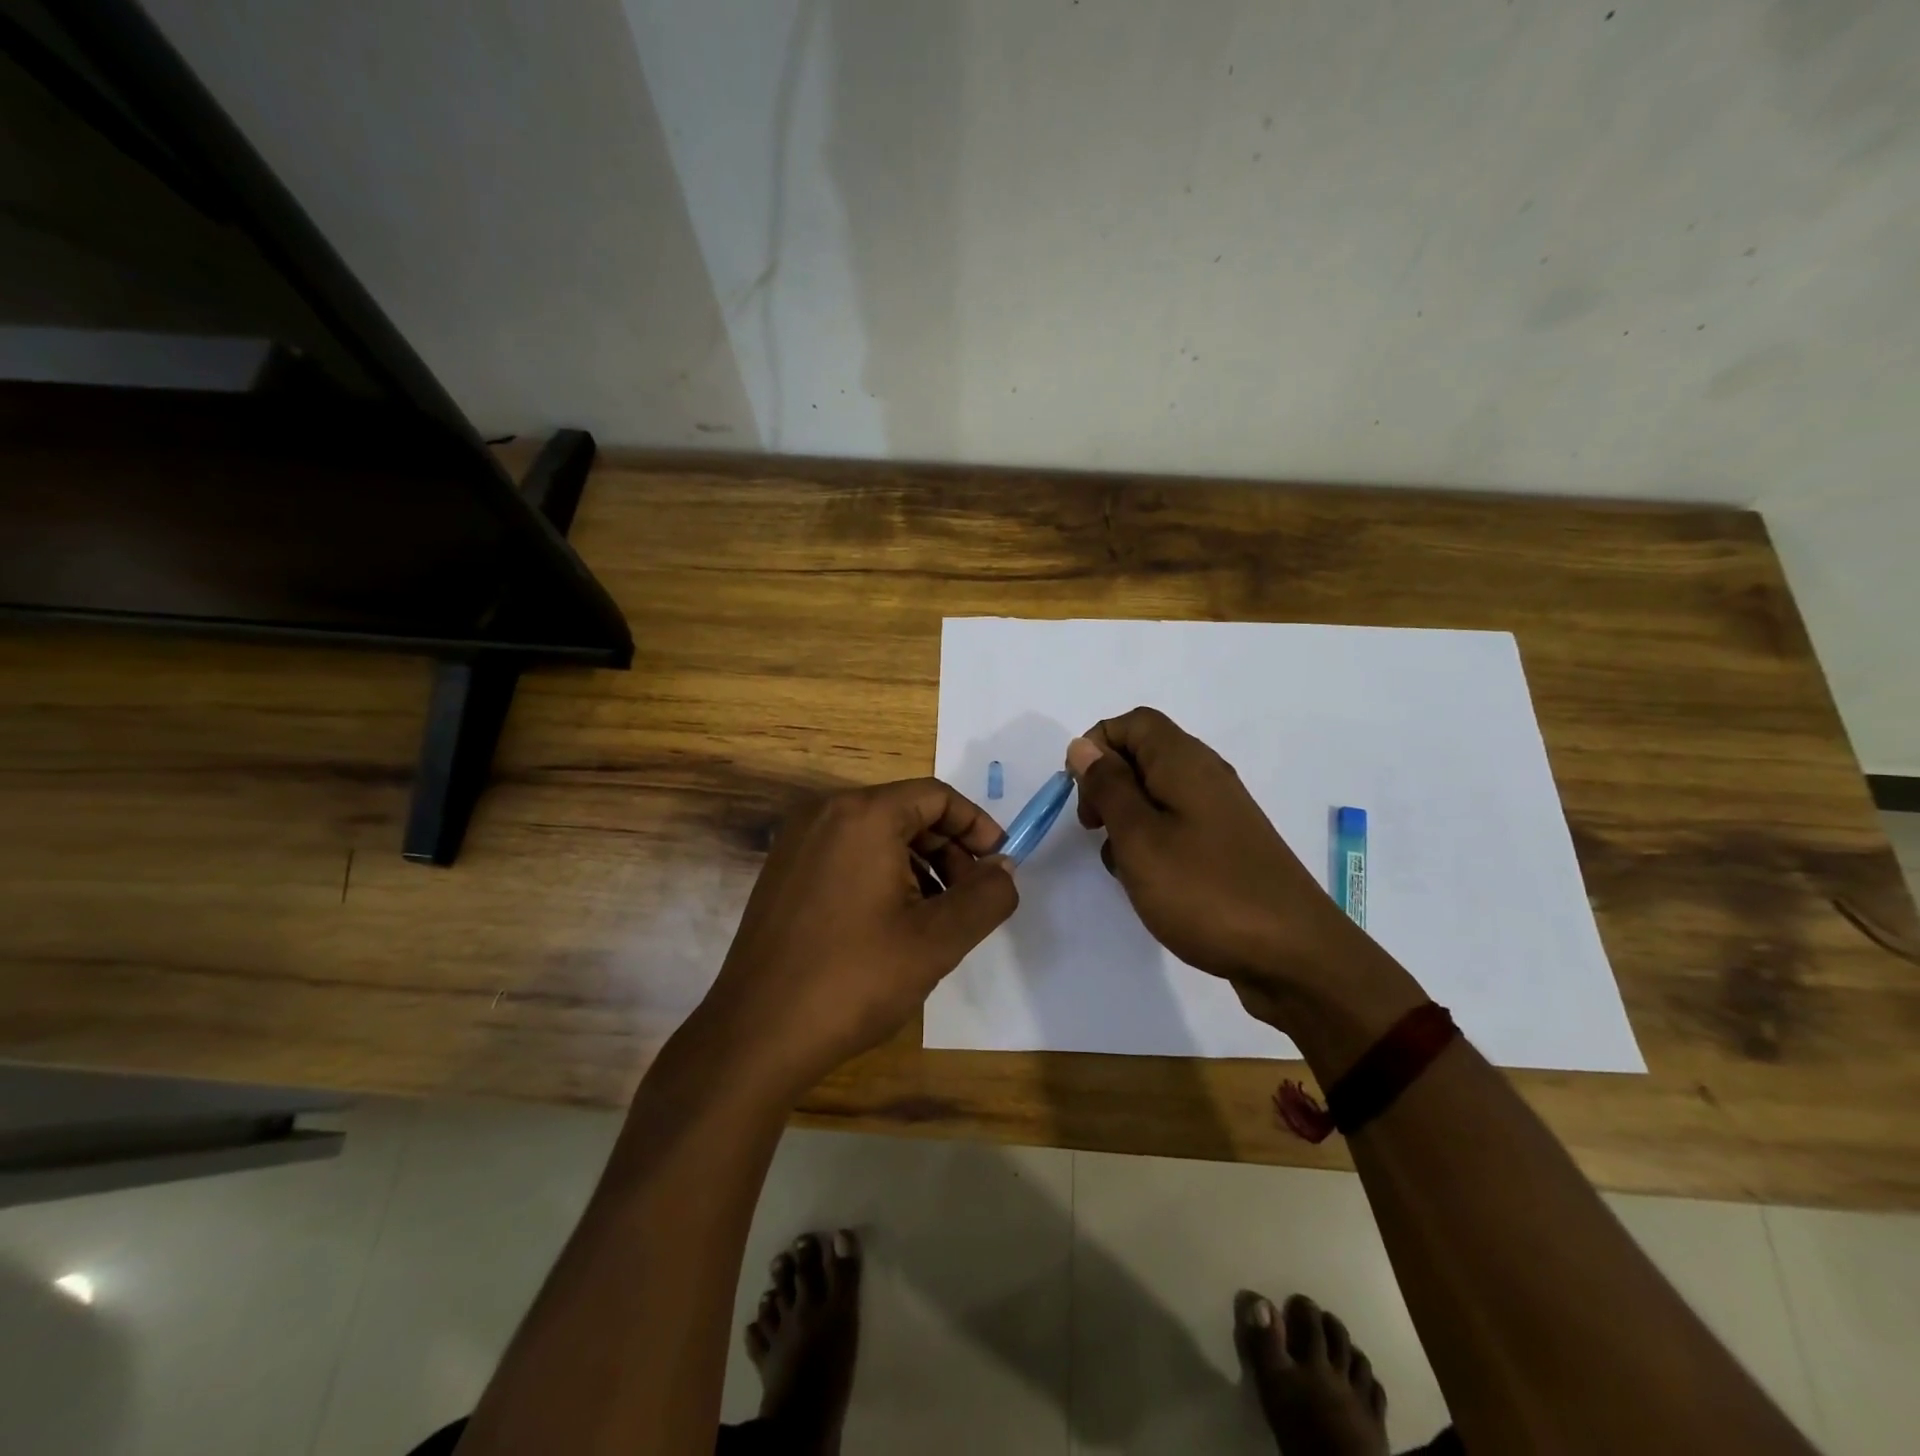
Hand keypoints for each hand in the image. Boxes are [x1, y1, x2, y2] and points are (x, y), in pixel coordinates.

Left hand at [694, 779, 1017, 1098]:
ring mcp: (796, 843)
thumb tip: (1003, 869)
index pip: (936, 797)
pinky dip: (882, 876)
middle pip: (906, 812)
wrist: (757, 1035)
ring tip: (936, 918)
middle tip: (970, 899)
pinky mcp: (782, 873)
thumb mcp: (938, 939)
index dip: (977, 826)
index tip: (999, 864)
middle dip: (949, 850)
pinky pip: (847, 855)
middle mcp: (824, 813)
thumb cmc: (854, 979)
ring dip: (918, 866)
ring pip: (876, 836)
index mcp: (862, 814)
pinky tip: (893, 925)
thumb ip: (987, 896)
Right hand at [1067, 707, 1370, 1016]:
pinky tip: (1149, 883)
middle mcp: (1205, 776)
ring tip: (1124, 865)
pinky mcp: (1227, 847)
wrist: (1293, 955)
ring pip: (1156, 795)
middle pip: (1143, 755)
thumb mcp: (1139, 837)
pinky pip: (1176, 826)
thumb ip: (1108, 787)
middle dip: (1107, 785)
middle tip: (1094, 828)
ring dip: (1127, 820)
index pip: (1132, 722)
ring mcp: (1220, 813)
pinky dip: (1152, 844)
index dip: (1097, 745)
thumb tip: (1083, 747)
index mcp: (1184, 762)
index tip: (1080, 792)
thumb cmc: (1204, 890)